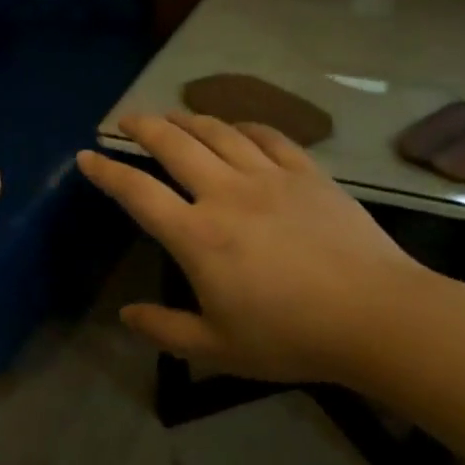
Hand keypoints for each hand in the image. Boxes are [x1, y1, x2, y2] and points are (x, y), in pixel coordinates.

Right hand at [76, 113, 432, 384]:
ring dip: (187, 119)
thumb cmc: (292, 336)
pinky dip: (244, 126)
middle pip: (173, 145)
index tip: (87, 155)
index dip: (107, 171)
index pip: (138, 192)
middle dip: (143, 126)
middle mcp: (225, 194)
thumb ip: (166, 330)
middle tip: (126, 119)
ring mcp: (268, 177)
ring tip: (172, 115)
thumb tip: (126, 315)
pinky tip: (236, 128)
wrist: (377, 317)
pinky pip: (268, 137)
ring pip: (217, 133)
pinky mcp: (307, 174)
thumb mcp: (218, 348)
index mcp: (197, 235)